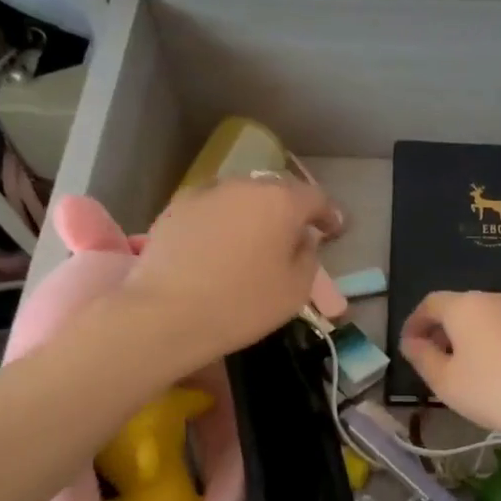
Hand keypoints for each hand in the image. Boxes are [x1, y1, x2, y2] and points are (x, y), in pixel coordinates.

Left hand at [123, 177, 340, 364]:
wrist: (166, 314)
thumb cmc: (243, 304)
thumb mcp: (296, 290)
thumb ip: (308, 256)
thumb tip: (302, 240)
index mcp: (281, 201)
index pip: (315, 197)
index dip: (329, 214)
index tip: (334, 230)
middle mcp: (244, 186)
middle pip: (277, 191)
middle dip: (290, 210)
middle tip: (295, 234)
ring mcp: (206, 193)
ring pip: (242, 197)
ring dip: (255, 213)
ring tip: (256, 239)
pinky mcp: (175, 208)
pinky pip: (213, 209)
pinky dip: (224, 221)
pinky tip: (221, 245)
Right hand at [399, 291, 500, 447]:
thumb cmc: (494, 391)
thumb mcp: (446, 382)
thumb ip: (422, 358)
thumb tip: (411, 342)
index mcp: (466, 307)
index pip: (431, 303)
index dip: (415, 322)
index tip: (409, 346)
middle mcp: (497, 301)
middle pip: (462, 308)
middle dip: (444, 331)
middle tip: (436, 360)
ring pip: (490, 320)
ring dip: (473, 339)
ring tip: (469, 371)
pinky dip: (500, 346)